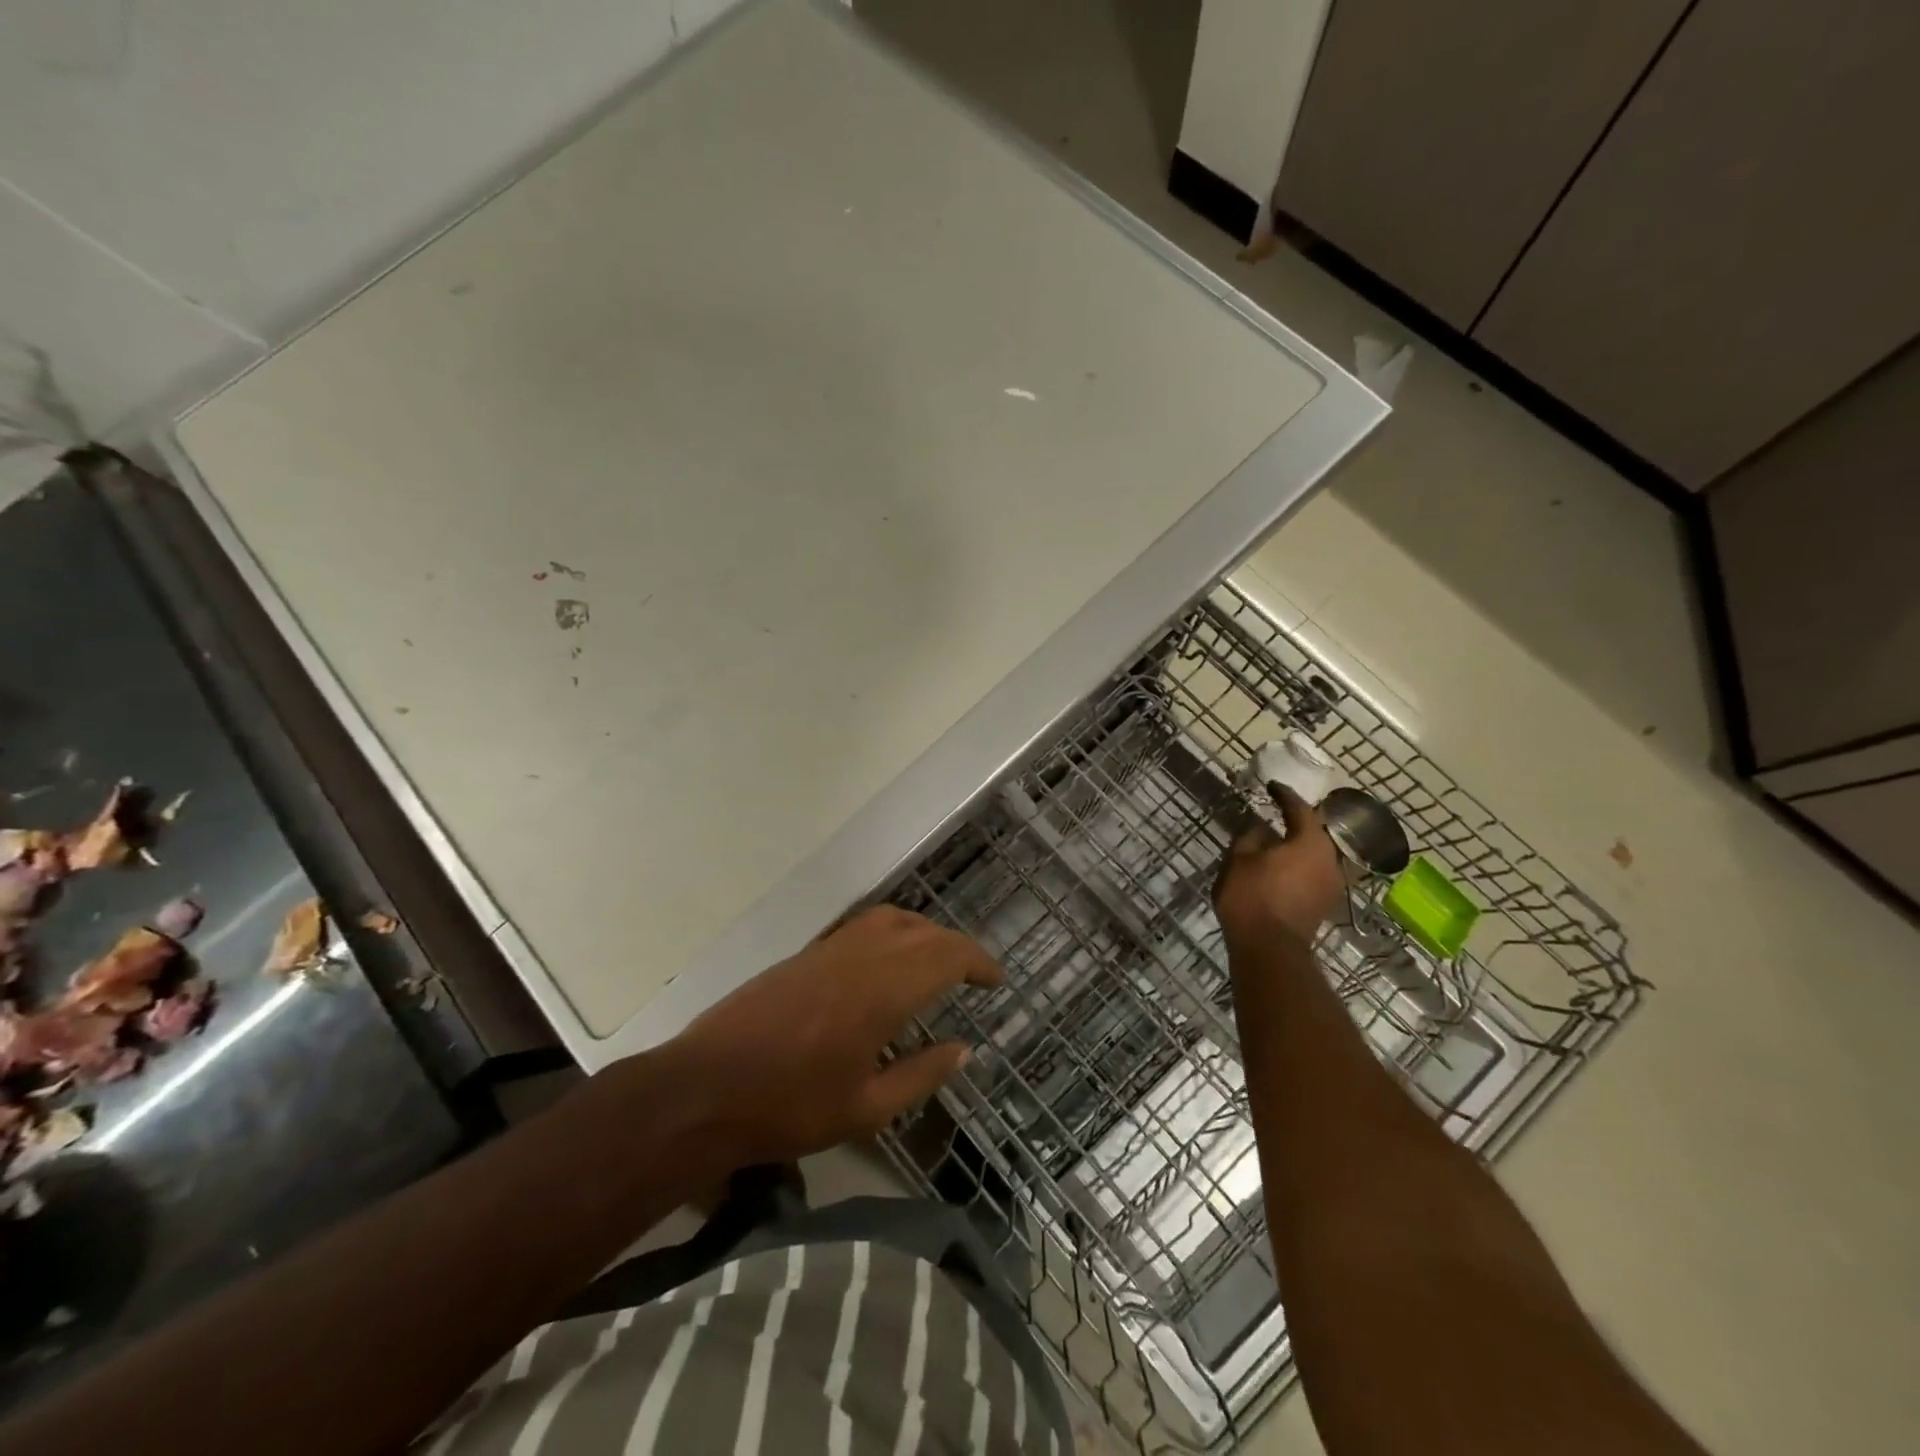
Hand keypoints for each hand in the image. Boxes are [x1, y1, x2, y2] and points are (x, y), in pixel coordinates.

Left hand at [661, 906, 1002, 1166]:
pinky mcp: (805, 955)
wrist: (704, 1089)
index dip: (979, 962)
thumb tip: (964, 1049)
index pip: (946, 955)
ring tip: (937, 962)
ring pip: (891, 919)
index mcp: (882, 991)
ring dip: (924, 932)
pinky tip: (888, 963)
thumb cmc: (789, 1108)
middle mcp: (861, 957)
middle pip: (924, 932)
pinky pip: (862, 925)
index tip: (996, 981)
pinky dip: (891, 931)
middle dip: (957, 947)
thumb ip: (921, 1075)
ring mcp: (830, 950)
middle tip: (975, 976)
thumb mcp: (866, 1109)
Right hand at [1213, 782, 1344, 944]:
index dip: (1284, 796)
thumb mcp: (1239, 860)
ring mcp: (1331, 884)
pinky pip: (1314, 873)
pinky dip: (1300, 865)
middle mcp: (1329, 859)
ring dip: (1299, 845)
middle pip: (1315, 832)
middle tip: (1278, 812)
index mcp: (1310, 842)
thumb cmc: (1252, 897)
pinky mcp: (1325, 903)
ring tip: (1279, 840)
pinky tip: (1283, 866)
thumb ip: (1250, 838)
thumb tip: (1261, 829)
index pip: (1300, 809)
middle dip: (1297, 821)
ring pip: (1316, 854)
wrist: (1270, 949)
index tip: (1272, 786)